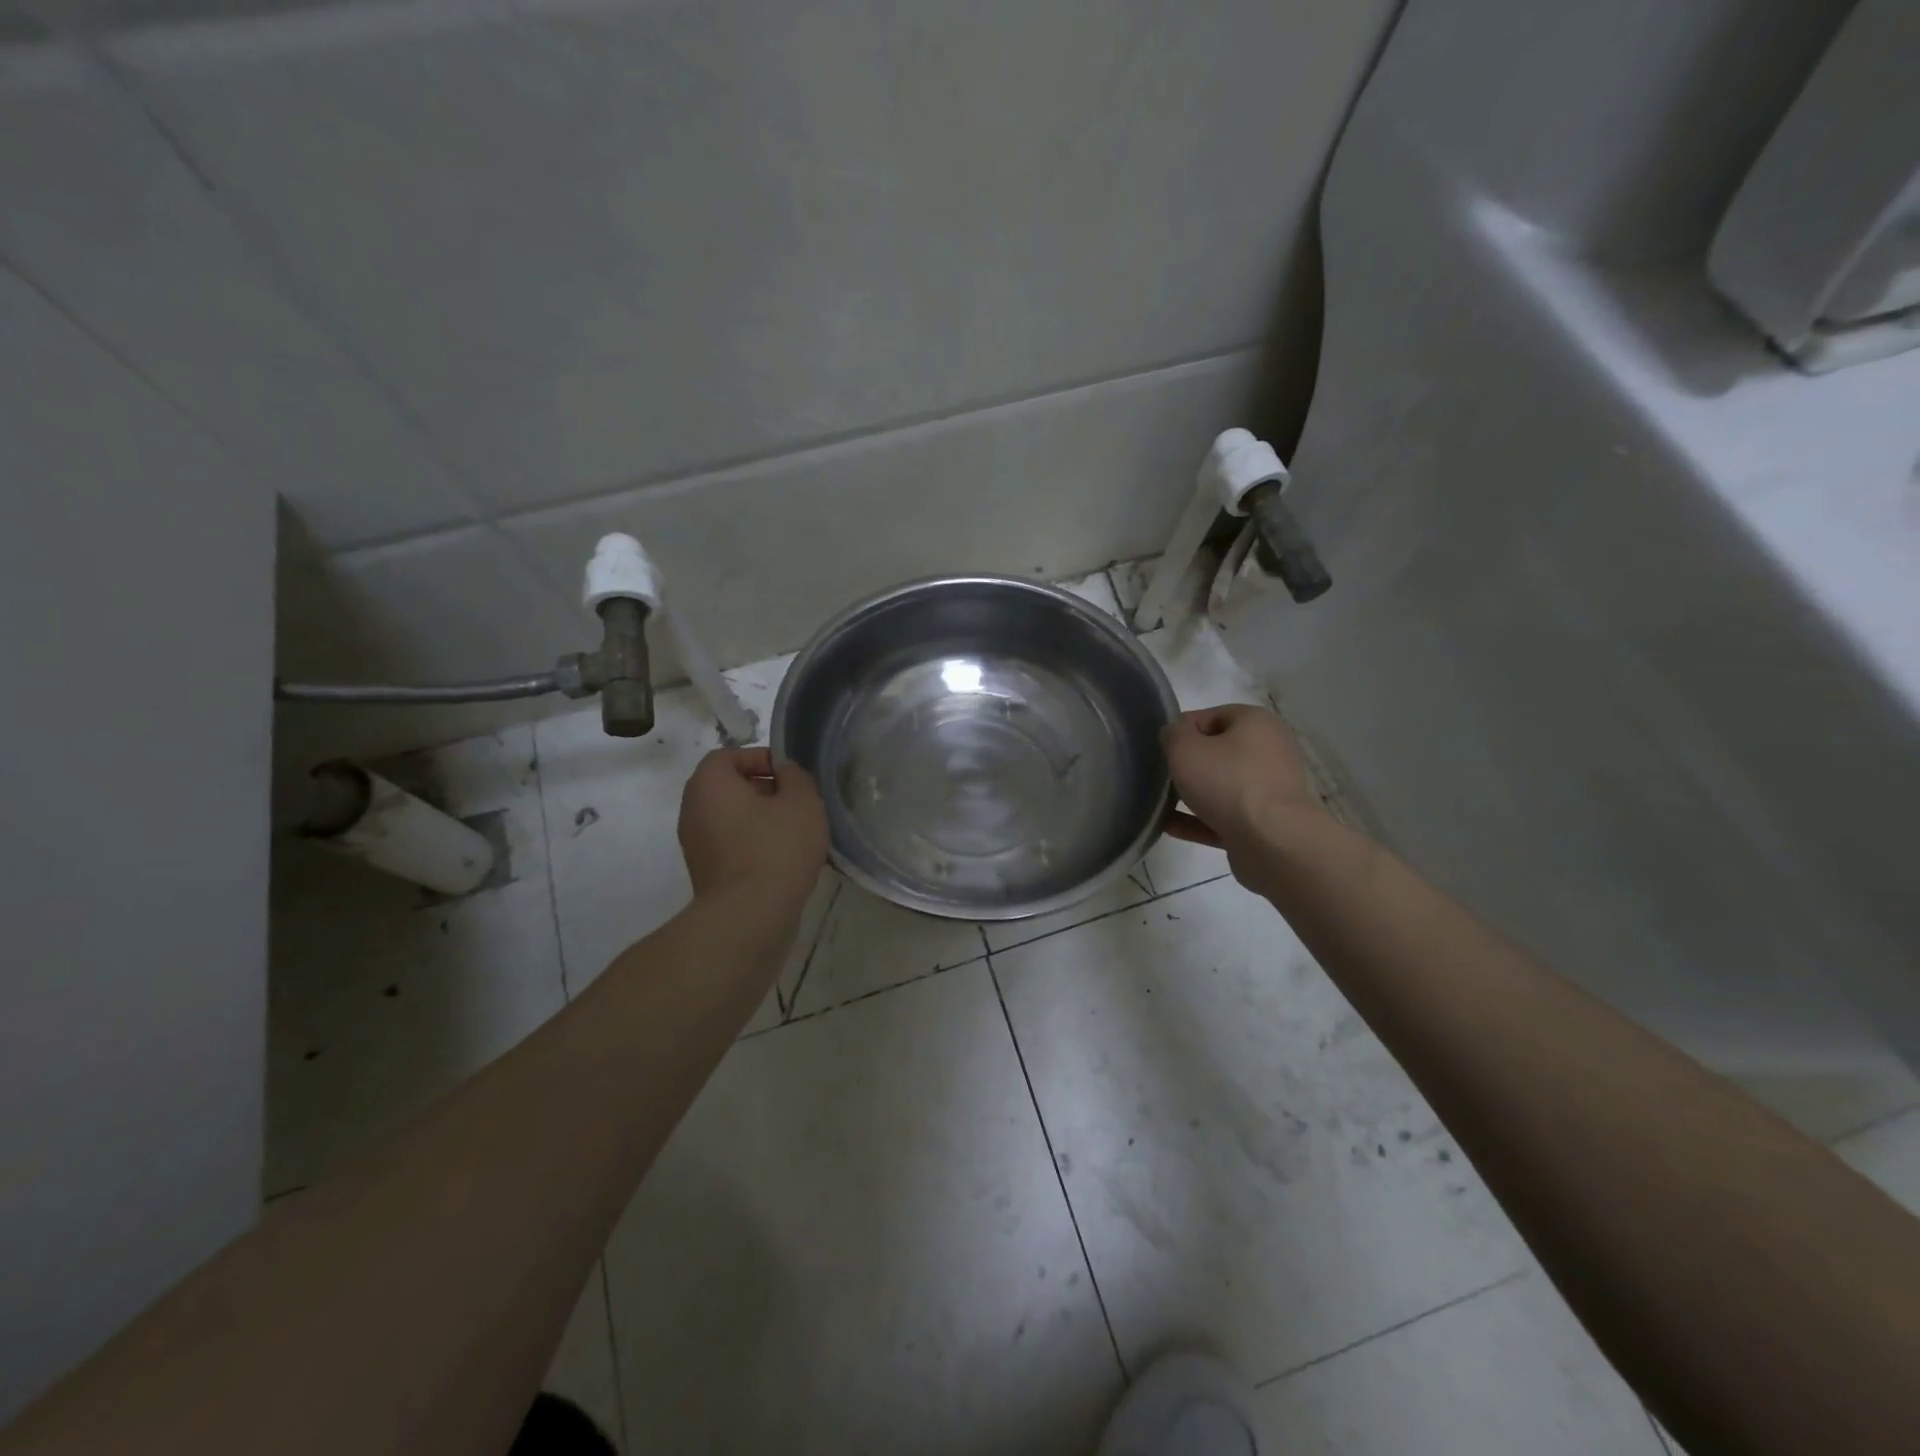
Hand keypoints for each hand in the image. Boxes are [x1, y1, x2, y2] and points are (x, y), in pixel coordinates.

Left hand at [677, 748, 827, 913]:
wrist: (749, 917)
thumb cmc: (776, 849)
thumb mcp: (802, 801)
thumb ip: (795, 777)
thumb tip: (784, 774)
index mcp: (709, 784)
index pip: (730, 755)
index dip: (762, 758)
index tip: (790, 775)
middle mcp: (693, 809)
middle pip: (730, 787)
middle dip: (766, 790)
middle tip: (798, 803)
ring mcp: (695, 844)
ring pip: (733, 818)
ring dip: (763, 819)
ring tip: (797, 833)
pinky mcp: (706, 872)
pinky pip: (732, 844)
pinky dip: (755, 844)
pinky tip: (785, 859)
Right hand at [1161, 704, 1322, 884]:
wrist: (1272, 841)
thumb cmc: (1227, 782)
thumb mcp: (1184, 748)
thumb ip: (1173, 734)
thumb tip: (1175, 734)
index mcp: (1256, 723)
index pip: (1211, 716)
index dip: (1182, 730)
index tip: (1162, 749)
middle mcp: (1269, 751)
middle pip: (1218, 751)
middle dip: (1188, 764)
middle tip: (1162, 775)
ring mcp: (1269, 789)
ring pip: (1222, 786)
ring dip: (1192, 794)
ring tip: (1161, 803)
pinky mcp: (1265, 822)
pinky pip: (1225, 816)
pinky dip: (1199, 820)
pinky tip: (1169, 826)